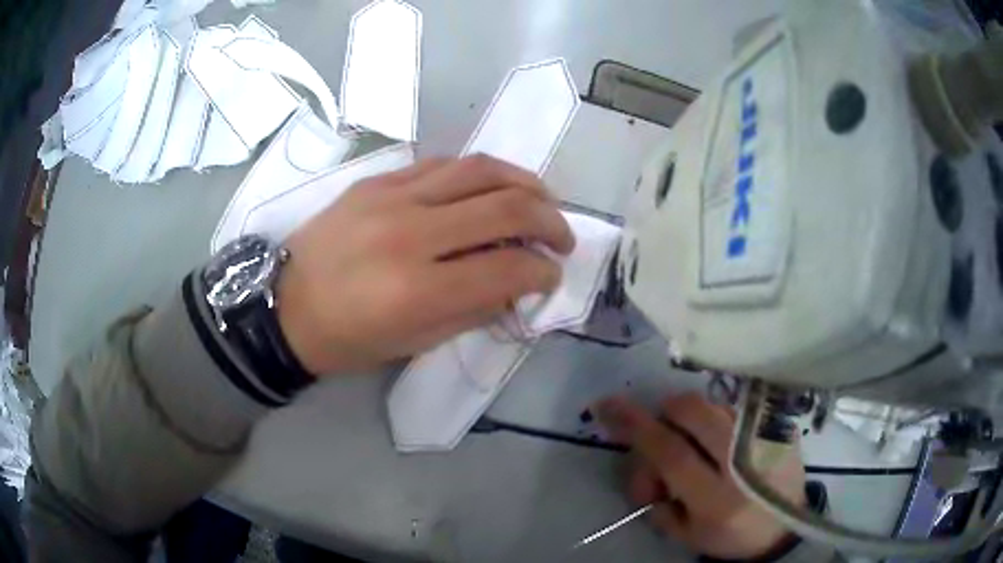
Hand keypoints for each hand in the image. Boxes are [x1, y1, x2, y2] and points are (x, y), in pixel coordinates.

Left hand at [276, 155, 574, 374]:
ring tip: (542, 200)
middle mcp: (410, 233)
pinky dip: (480, 174)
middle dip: (551, 221)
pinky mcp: (378, 180)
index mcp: (418, 290)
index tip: (551, 276)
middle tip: (562, 237)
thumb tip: (519, 283)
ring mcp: (392, 197)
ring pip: (480, 169)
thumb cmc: (348, 339)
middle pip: (506, 206)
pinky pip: (444, 164)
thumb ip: (475, 309)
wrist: (284, 304)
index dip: (543, 271)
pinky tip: (491, 188)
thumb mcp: (416, 342)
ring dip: (525, 182)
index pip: (508, 267)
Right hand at [595, 394, 805, 559]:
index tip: (608, 405)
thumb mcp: (685, 534)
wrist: (785, 528)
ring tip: (699, 448)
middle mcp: (744, 462)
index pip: (671, 453)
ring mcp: (768, 438)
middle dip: (667, 413)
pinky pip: (737, 408)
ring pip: (715, 404)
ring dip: (693, 419)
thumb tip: (644, 462)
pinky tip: (726, 447)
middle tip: (664, 436)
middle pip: (695, 412)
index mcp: (717, 500)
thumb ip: (657, 501)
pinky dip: (719, 421)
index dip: (637, 427)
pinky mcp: (781, 426)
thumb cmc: (729, 536)